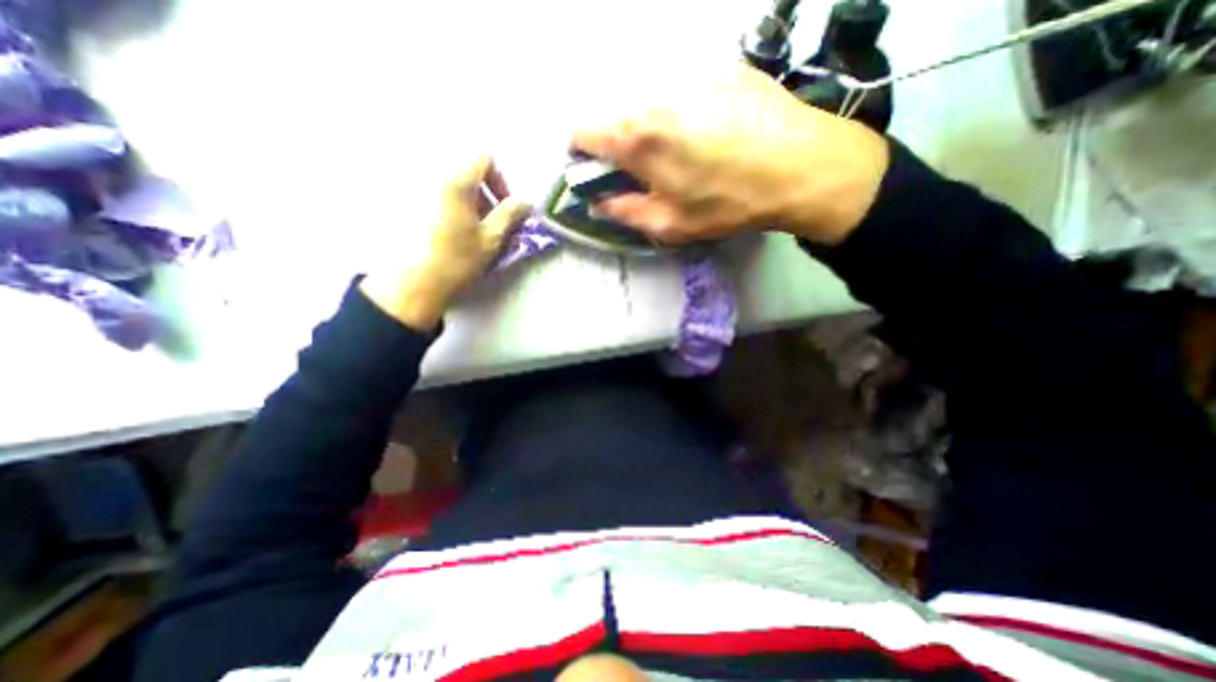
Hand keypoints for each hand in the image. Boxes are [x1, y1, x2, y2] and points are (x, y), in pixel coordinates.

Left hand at [359, 158, 533, 332]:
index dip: (500, 181)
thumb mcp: (491, 239)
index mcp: (456, 183)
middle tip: (493, 225)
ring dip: (472, 204)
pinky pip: (439, 197)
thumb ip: (510, 215)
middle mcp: (433, 178)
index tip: (504, 208)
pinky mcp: (408, 205)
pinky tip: (454, 234)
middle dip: (486, 196)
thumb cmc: (457, 260)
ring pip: (454, 187)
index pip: (484, 159)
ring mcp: (418, 191)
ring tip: (474, 233)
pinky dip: (454, 209)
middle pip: (468, 173)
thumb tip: (525, 201)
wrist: (415, 283)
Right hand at [569, 61, 889, 244]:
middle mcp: (654, 93)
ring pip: (645, 99)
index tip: (597, 171)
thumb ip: (624, 211)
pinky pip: (679, 87)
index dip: (581, 154)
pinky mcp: (717, 64)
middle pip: (612, 113)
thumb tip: (599, 202)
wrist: (802, 165)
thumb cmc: (729, 202)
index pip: (580, 130)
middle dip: (617, 143)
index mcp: (637, 136)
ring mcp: (687, 72)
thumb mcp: (670, 224)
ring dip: (648, 126)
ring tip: (681, 152)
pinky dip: (678, 109)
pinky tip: (707, 131)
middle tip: (645, 170)